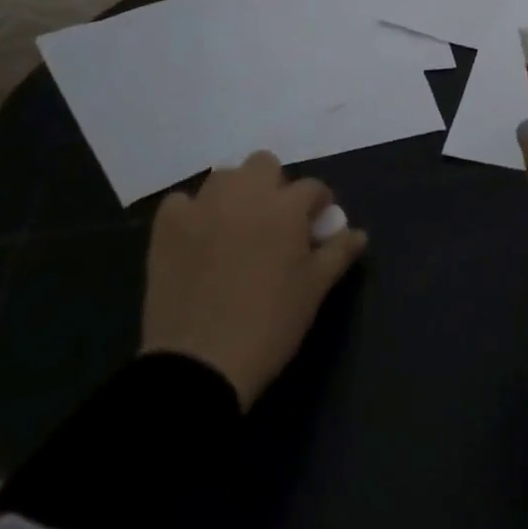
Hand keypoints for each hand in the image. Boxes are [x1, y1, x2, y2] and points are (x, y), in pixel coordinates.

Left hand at [141, 152, 367, 408]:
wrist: (199, 364)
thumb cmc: (269, 325)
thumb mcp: (314, 290)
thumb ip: (338, 253)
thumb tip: (358, 233)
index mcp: (286, 207)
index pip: (312, 188)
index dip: (318, 205)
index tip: (316, 226)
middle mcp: (246, 194)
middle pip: (264, 163)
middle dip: (273, 185)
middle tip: (273, 222)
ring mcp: (204, 207)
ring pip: (224, 177)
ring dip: (234, 193)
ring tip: (234, 227)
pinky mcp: (168, 227)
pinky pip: (180, 202)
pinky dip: (190, 213)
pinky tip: (195, 237)